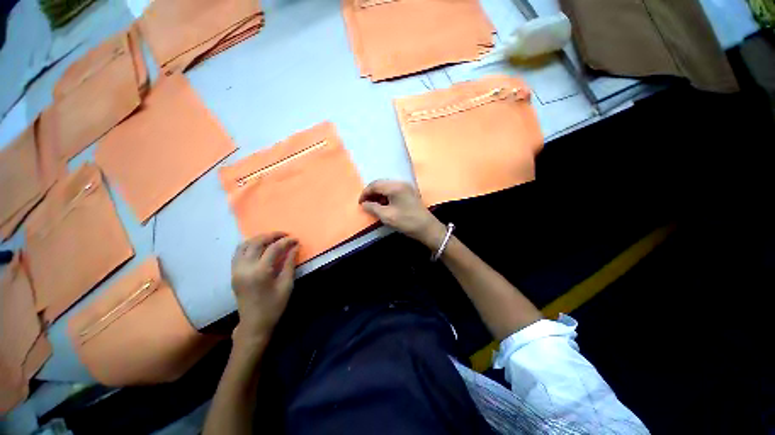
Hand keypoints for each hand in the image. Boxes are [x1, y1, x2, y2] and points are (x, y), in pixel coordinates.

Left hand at [231, 233, 298, 345]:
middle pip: (256, 242)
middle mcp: (245, 268)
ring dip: (258, 238)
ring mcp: (236, 270)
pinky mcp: (233, 273)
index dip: (286, 242)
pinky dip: (249, 245)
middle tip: (285, 235)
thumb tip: (295, 247)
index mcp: (260, 272)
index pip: (273, 248)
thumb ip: (290, 263)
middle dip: (272, 235)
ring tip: (272, 238)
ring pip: (244, 245)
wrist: (254, 323)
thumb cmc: (274, 305)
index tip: (296, 239)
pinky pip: (238, 252)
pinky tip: (259, 247)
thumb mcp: (286, 284)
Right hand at [359, 180, 445, 249]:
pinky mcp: (409, 192)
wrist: (427, 228)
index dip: (365, 193)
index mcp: (395, 187)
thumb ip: (373, 208)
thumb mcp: (387, 216)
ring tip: (373, 205)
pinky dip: (386, 196)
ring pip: (387, 186)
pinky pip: (393, 190)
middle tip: (365, 204)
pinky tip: (383, 204)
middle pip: (381, 184)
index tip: (360, 203)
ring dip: (378, 194)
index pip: (375, 185)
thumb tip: (363, 204)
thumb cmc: (406, 221)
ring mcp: (406, 187)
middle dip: (371, 193)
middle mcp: (400, 183)